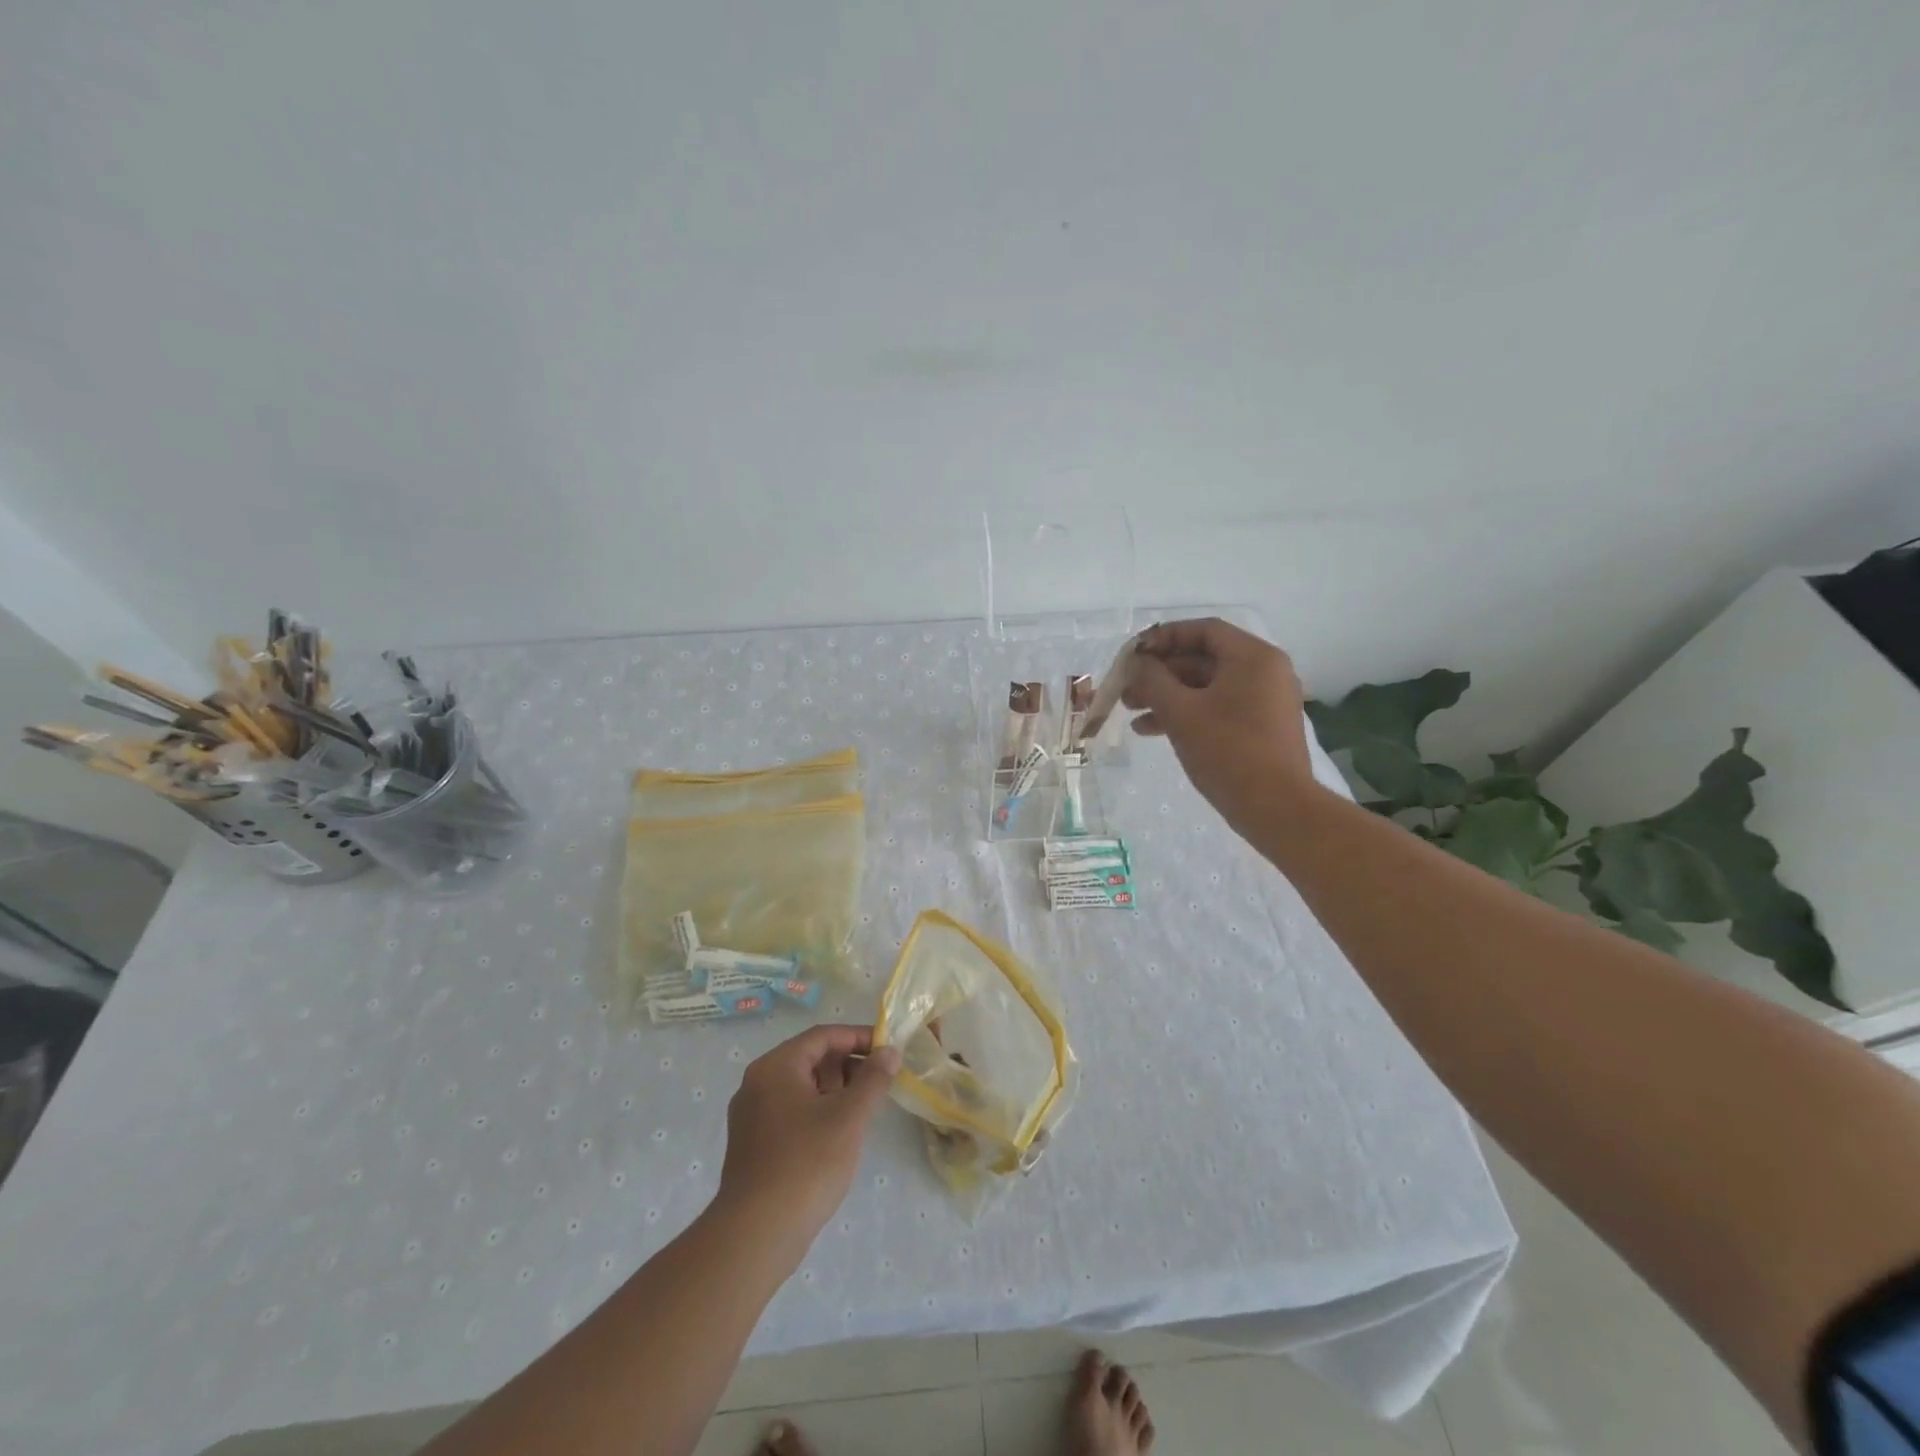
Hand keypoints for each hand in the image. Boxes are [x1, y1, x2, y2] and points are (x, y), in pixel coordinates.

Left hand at [714, 1025, 901, 1252]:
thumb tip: (889, 1051)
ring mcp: (752, 1115)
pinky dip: (818, 1111)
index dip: (858, 1038)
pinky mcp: (754, 1144)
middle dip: (848, 1066)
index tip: (888, 1048)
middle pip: (811, 1059)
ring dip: (835, 1090)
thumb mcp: (849, 1117)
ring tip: (866, 1108)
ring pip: (802, 1087)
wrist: (756, 1235)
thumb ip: (873, 1079)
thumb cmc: (806, 1164)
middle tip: (881, 1081)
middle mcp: (758, 1083)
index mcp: (776, 1067)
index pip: (823, 1036)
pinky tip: (840, 1133)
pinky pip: (792, 1111)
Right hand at [1122, 618, 1320, 831]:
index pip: (1203, 630)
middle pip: (1203, 659)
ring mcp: (1265, 700)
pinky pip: (1218, 708)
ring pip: (1207, 686)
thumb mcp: (1180, 712)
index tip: (1133, 655)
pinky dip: (1188, 714)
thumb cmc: (1227, 751)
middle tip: (1127, 690)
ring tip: (1132, 714)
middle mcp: (1265, 671)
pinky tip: (1153, 731)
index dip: (1163, 638)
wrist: (1276, 808)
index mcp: (1253, 657)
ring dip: (1168, 696)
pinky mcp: (1261, 727)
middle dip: (1160, 673)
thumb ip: (1153, 679)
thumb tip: (1138, 663)